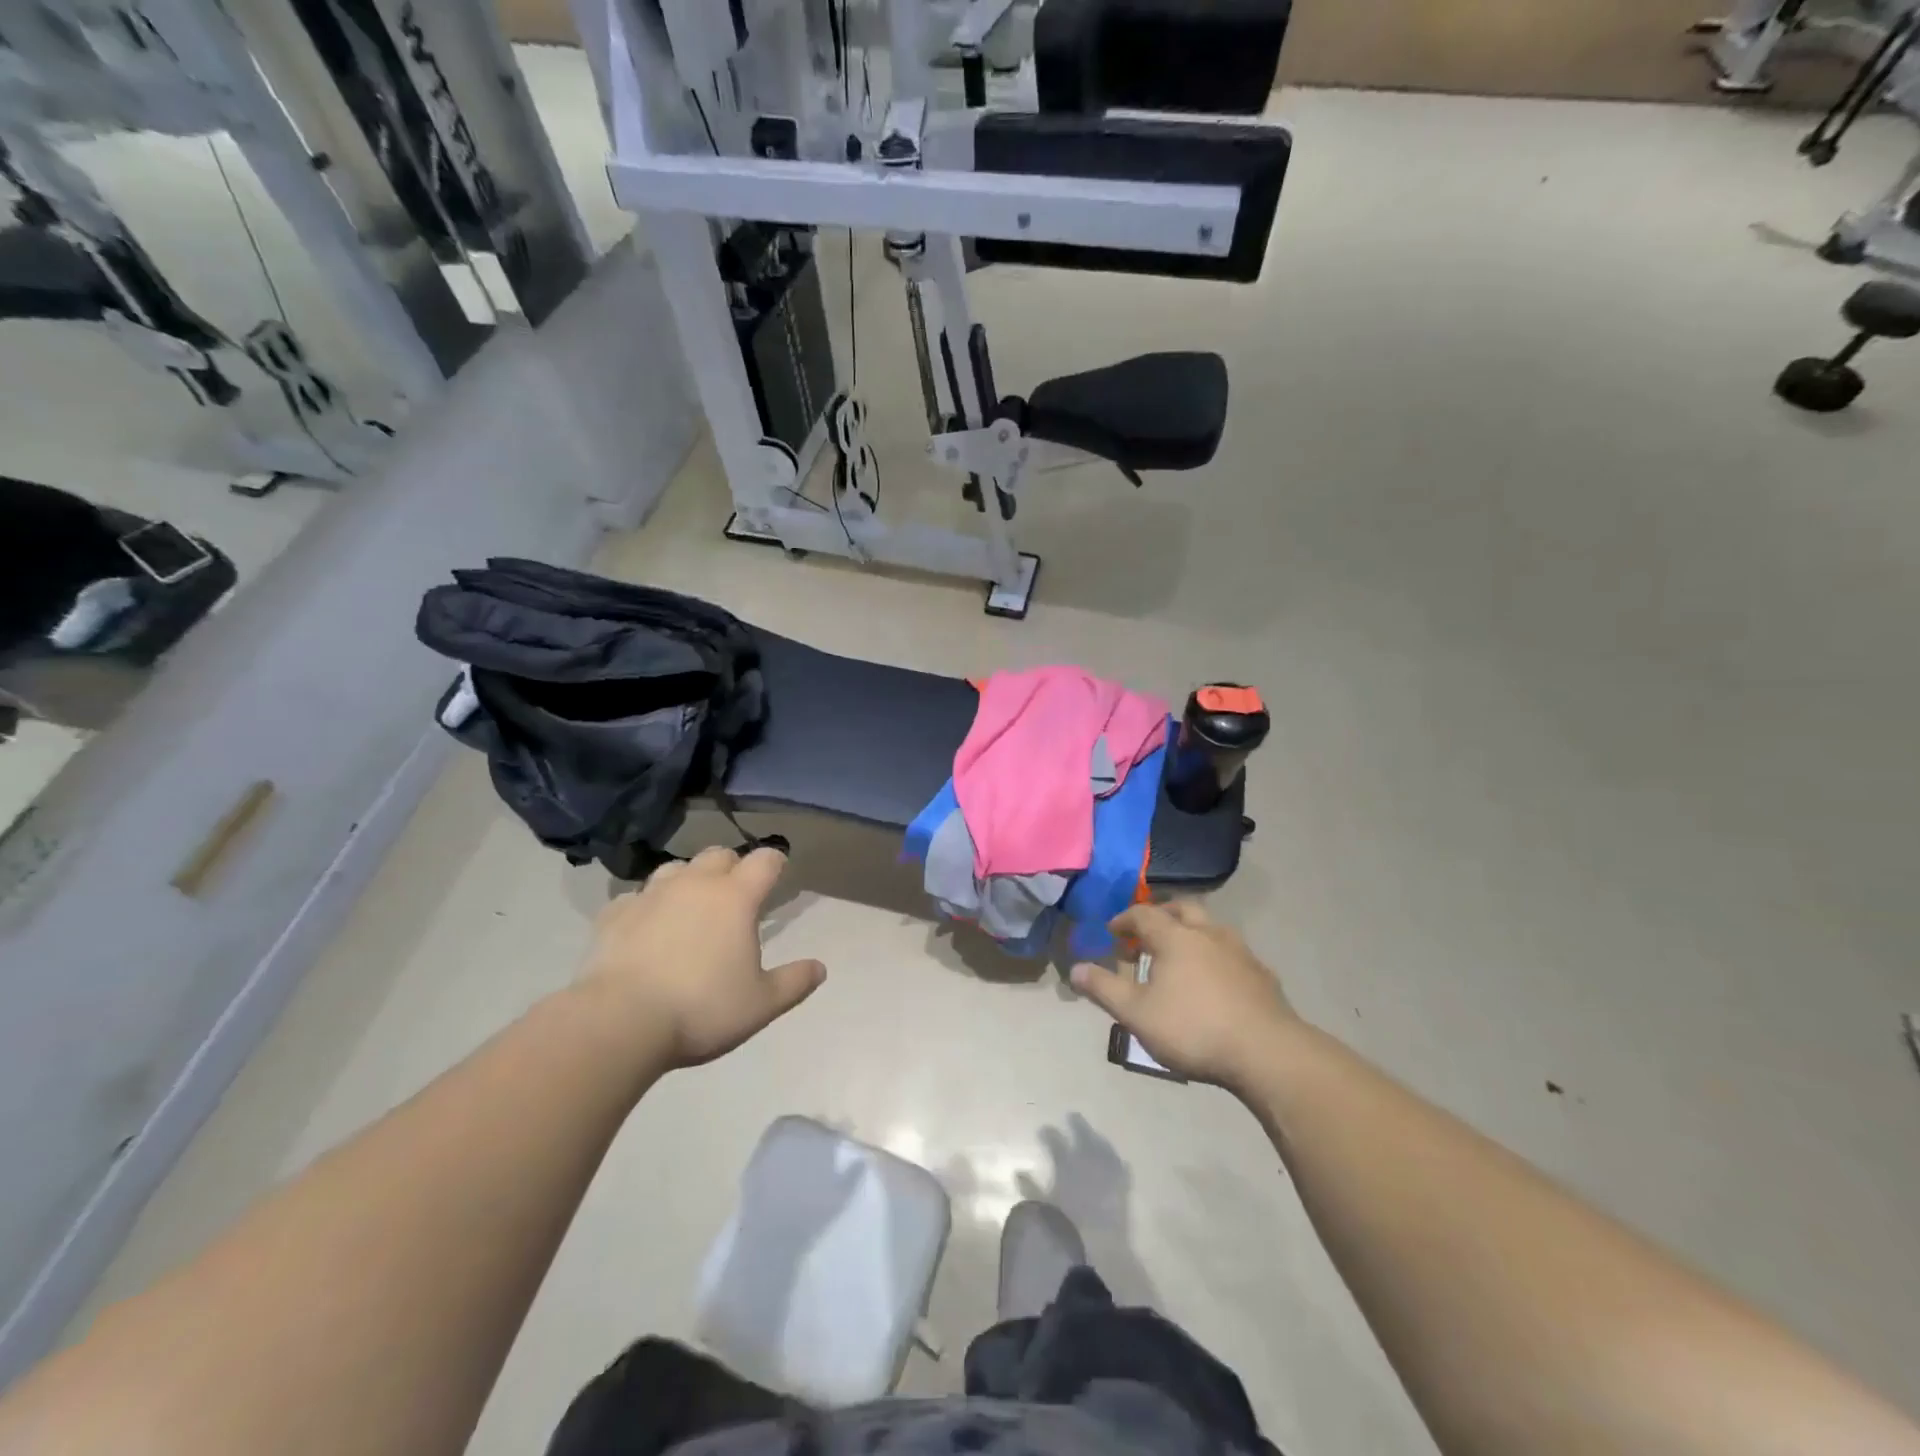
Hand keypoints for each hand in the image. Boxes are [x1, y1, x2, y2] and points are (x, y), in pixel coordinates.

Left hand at [580, 845, 825, 1068]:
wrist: (618, 1022)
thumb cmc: (701, 1009)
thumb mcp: (761, 1004)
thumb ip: (794, 982)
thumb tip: (820, 967)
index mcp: (735, 897)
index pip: (764, 860)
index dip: (775, 862)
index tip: (779, 872)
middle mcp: (694, 884)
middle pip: (719, 854)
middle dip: (732, 866)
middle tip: (736, 893)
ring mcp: (650, 895)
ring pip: (675, 868)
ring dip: (689, 879)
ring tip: (690, 905)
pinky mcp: (614, 914)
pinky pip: (635, 897)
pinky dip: (647, 905)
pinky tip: (646, 927)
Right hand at [1071, 901, 1296, 1088]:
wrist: (1267, 1053)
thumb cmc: (1194, 1029)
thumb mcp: (1137, 1014)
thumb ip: (1104, 988)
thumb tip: (1074, 968)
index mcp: (1175, 937)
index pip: (1143, 914)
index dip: (1124, 920)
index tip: (1112, 932)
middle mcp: (1208, 933)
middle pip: (1182, 908)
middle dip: (1161, 915)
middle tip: (1146, 935)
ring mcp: (1240, 951)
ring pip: (1211, 927)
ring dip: (1190, 933)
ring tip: (1179, 958)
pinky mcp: (1262, 974)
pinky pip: (1232, 952)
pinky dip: (1215, 956)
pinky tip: (1213, 982)